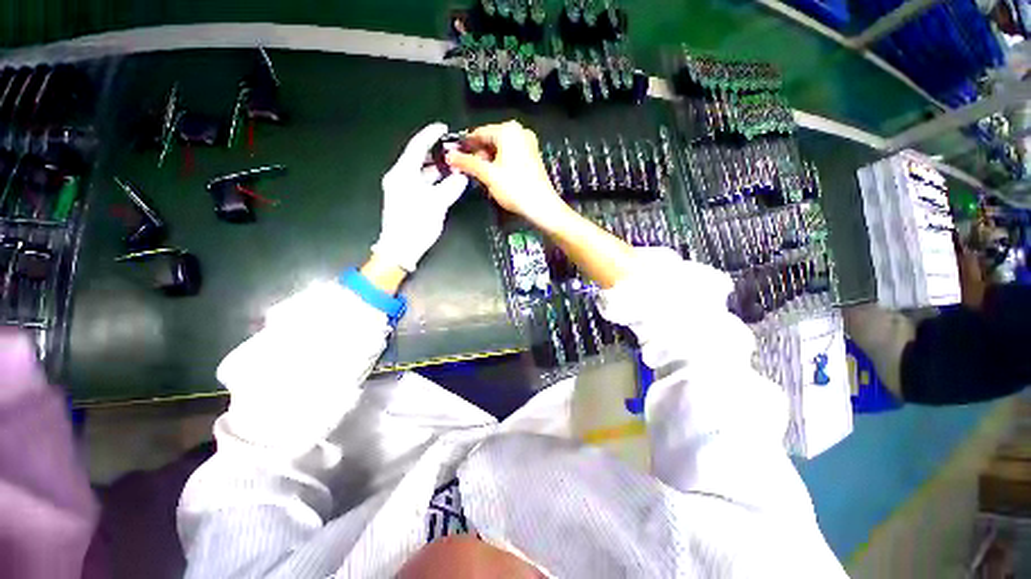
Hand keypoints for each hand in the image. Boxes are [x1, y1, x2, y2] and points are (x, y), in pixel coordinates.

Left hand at [372, 122, 468, 271]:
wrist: (400, 249)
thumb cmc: (415, 224)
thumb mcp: (436, 204)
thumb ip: (451, 188)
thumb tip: (462, 177)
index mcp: (402, 173)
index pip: (416, 147)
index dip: (430, 135)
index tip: (443, 128)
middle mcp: (400, 177)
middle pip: (418, 159)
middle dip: (436, 153)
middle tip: (454, 151)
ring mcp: (402, 189)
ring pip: (421, 173)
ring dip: (437, 169)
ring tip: (455, 167)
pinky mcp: (407, 200)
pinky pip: (422, 184)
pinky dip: (434, 182)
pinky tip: (448, 183)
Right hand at [446, 121, 571, 231]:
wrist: (541, 205)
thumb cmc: (515, 188)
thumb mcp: (487, 175)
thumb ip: (467, 163)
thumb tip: (450, 156)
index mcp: (508, 131)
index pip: (479, 133)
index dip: (465, 145)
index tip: (455, 156)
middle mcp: (519, 133)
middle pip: (490, 141)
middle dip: (478, 155)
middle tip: (467, 170)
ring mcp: (528, 144)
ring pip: (500, 149)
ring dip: (488, 161)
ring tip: (481, 177)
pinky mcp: (532, 157)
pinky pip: (510, 156)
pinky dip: (500, 164)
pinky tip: (495, 177)